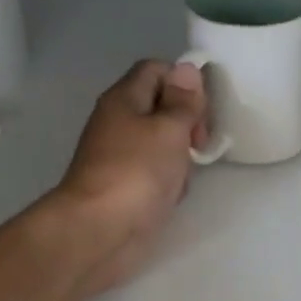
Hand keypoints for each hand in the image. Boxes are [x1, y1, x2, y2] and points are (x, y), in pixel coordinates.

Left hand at [48, 59, 208, 295]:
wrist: (100, 231)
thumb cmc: (136, 173)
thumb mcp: (169, 129)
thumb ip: (183, 101)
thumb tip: (187, 69)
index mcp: (124, 99)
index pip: (157, 70)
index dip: (184, 82)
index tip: (201, 110)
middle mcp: (119, 123)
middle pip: (161, 107)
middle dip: (187, 123)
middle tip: (199, 144)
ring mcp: (121, 157)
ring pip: (162, 144)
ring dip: (180, 157)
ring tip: (185, 175)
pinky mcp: (126, 187)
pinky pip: (156, 174)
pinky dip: (169, 182)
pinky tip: (173, 196)